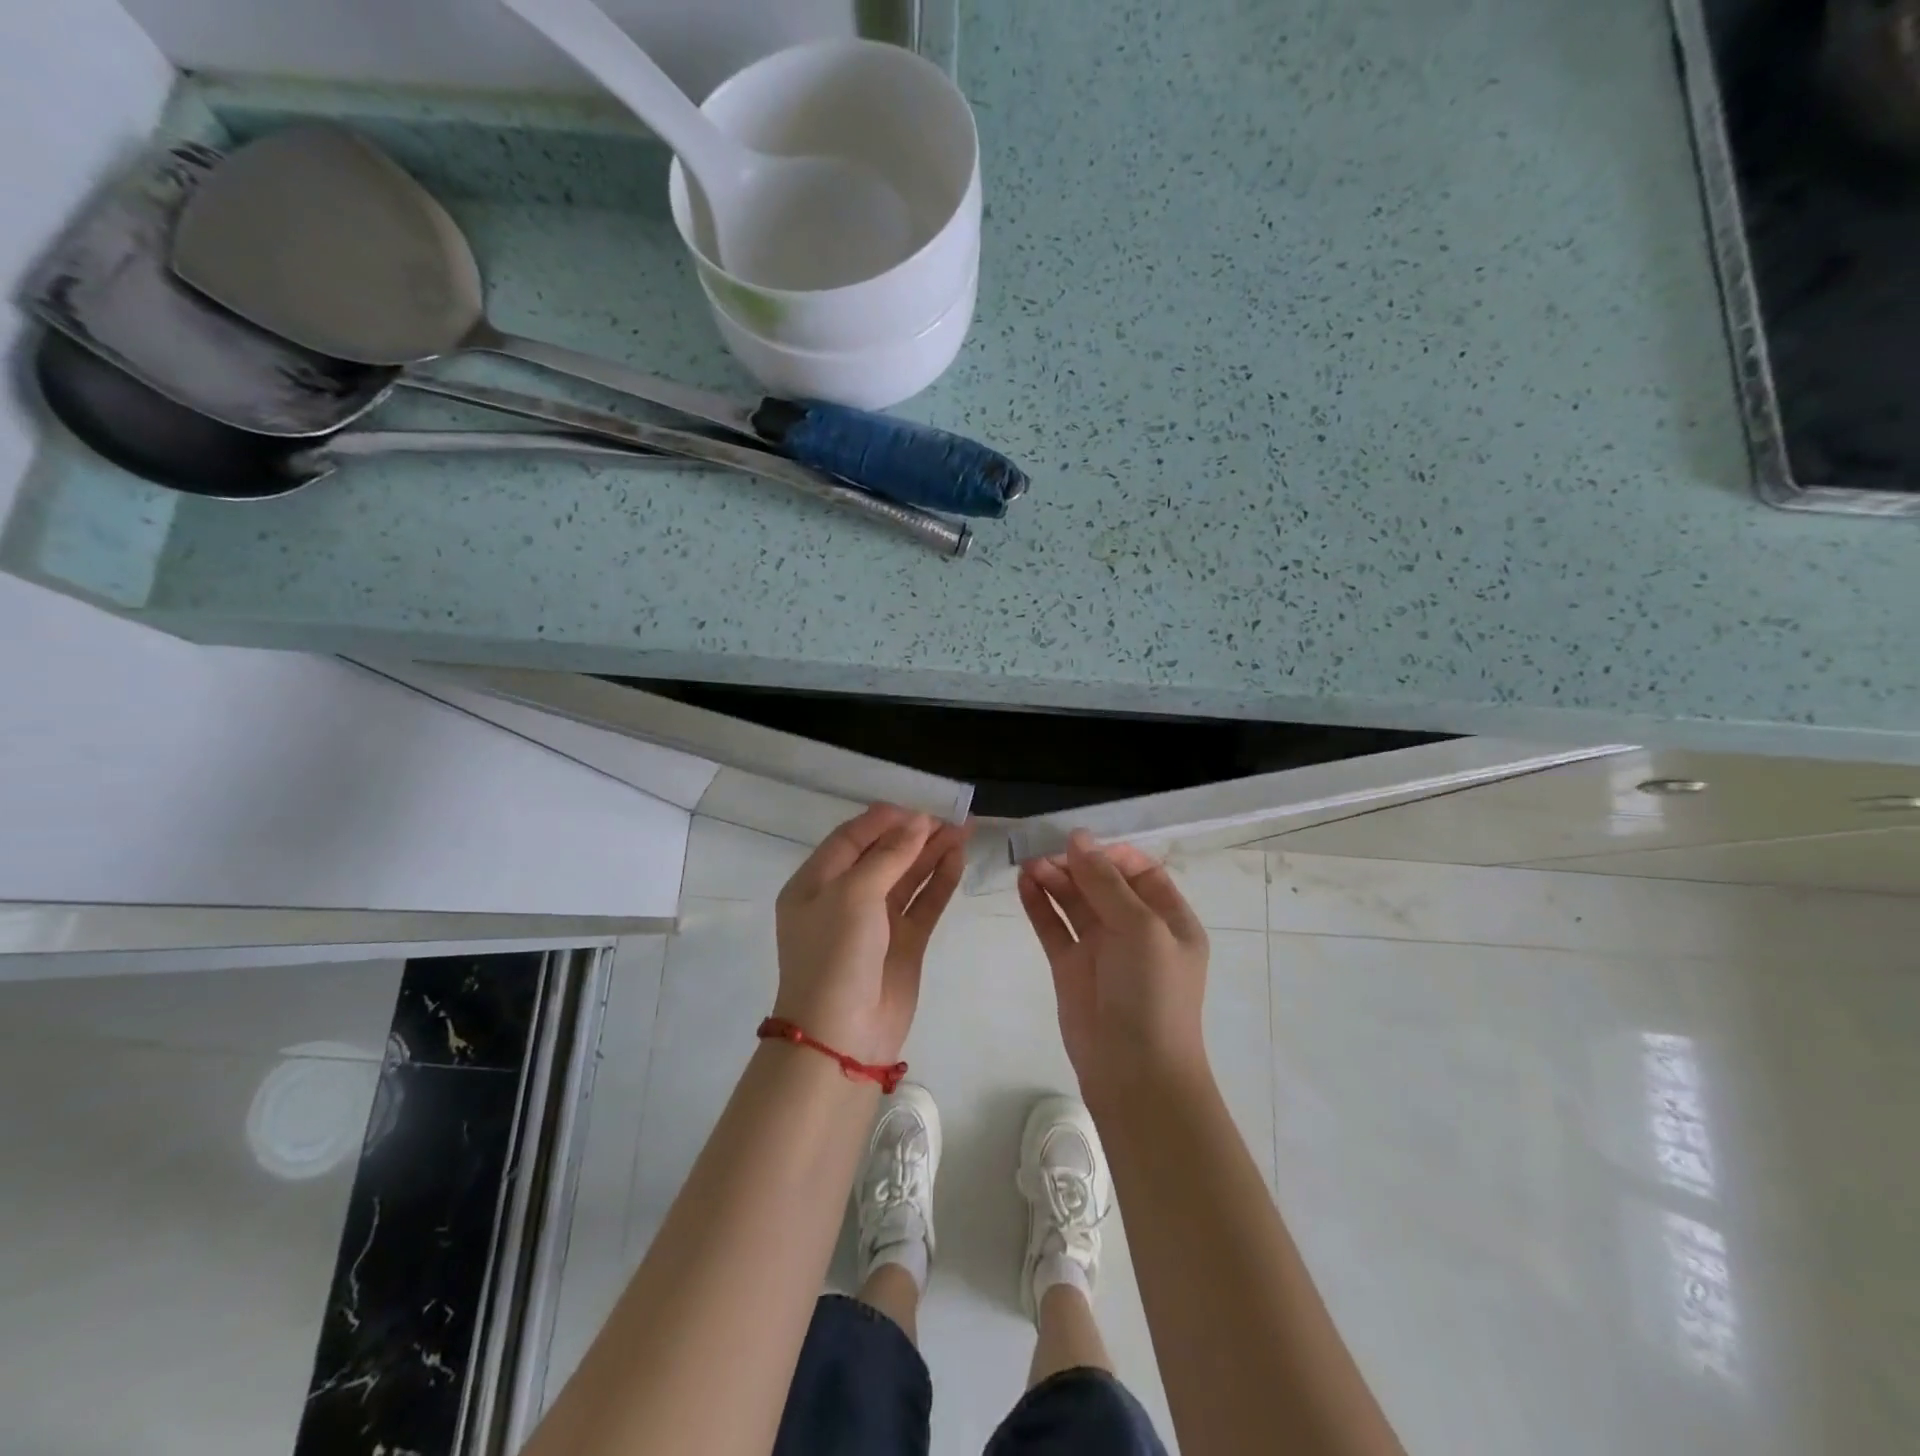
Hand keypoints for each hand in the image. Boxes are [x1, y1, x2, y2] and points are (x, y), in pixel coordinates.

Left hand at [773, 805, 969, 1065]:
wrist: (842, 1036)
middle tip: (951, 818)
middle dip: (914, 835)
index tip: (918, 808)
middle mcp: (843, 899)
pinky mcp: (903, 944)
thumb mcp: (854, 895)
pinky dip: (939, 882)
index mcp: (815, 883)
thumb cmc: (835, 955)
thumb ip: (889, 855)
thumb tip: (919, 821)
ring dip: (932, 854)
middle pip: (882, 855)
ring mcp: (875, 923)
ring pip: (907, 878)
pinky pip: (923, 904)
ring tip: (964, 831)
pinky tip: (958, 860)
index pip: (850, 839)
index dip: (883, 821)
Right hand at [1018, 832, 1210, 1109]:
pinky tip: (1023, 883)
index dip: (1110, 854)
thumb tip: (1078, 837)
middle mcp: (1135, 929)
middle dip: (1076, 864)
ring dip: (1054, 880)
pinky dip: (1039, 905)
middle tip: (1043, 850)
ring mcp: (1101, 948)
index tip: (1080, 844)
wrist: (1134, 1073)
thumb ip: (1106, 882)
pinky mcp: (1071, 967)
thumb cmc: (1151, 993)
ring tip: (1028, 863)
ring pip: (1075, 901)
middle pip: (1102, 883)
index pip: (1139, 871)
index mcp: (1168, 918)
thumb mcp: (1140, 928)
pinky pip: (1054, 926)